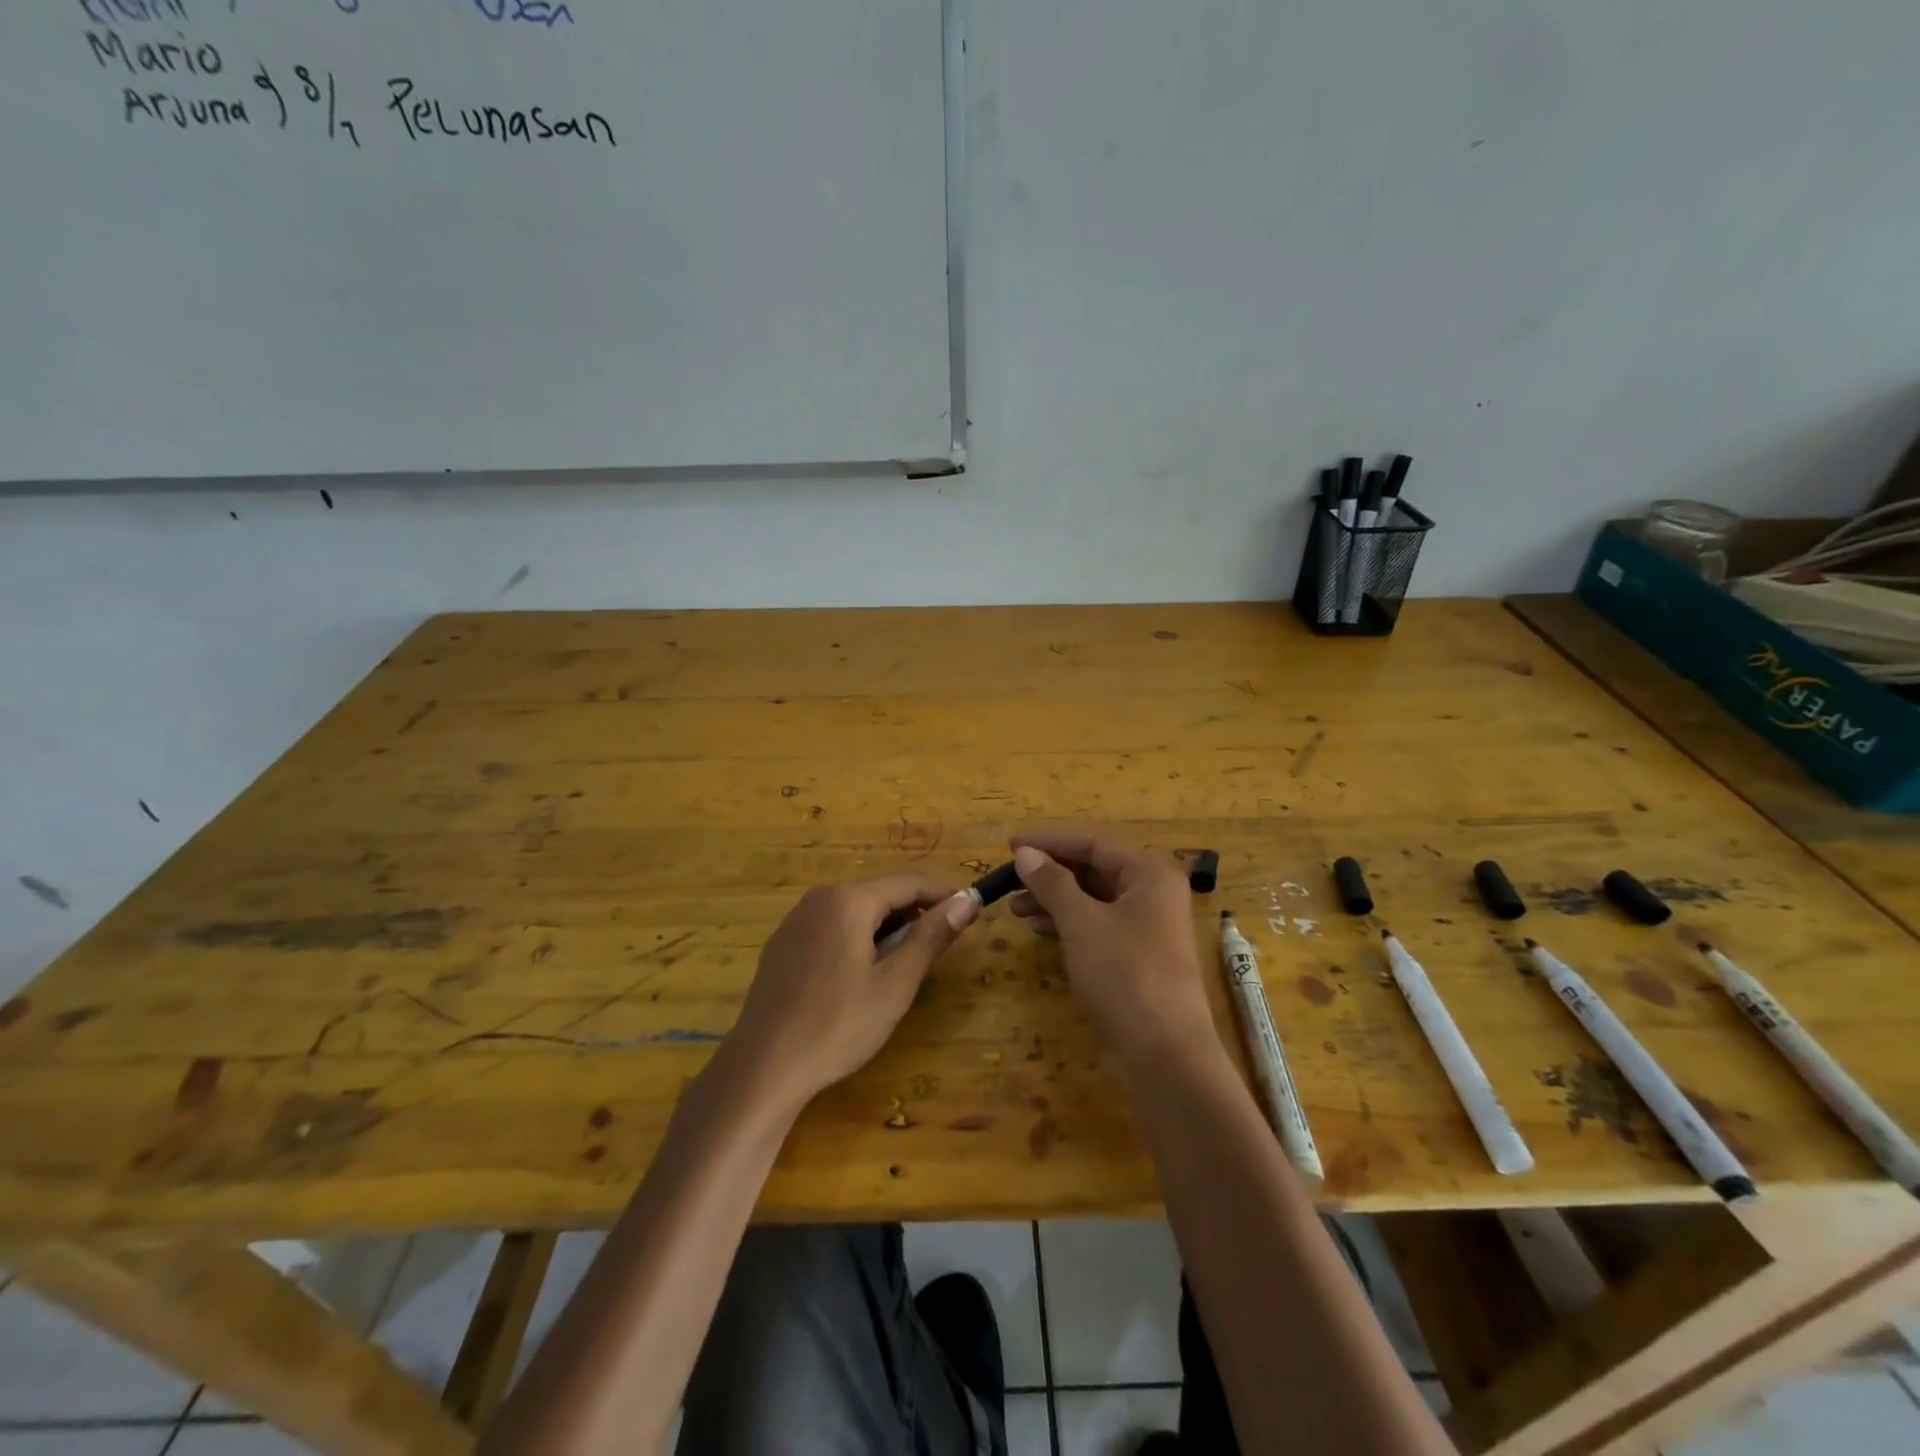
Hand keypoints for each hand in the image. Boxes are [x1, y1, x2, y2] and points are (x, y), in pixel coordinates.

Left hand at [721, 877, 978, 1109]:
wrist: (763, 1067)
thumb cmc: (838, 1025)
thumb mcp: (895, 984)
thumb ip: (932, 937)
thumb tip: (968, 901)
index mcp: (849, 899)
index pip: (908, 883)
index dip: (943, 896)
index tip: (970, 914)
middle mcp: (819, 898)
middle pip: (880, 894)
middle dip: (913, 915)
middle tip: (938, 950)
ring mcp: (795, 920)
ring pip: (855, 911)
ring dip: (885, 929)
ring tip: (902, 968)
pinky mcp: (782, 944)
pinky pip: (831, 927)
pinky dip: (856, 939)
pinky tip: (860, 977)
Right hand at [1009, 832, 1213, 1065]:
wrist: (1165, 1052)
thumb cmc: (1125, 973)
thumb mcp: (1081, 923)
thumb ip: (1052, 883)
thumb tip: (1025, 852)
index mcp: (1149, 873)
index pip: (1092, 844)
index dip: (1048, 843)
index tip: (1010, 845)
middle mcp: (1154, 893)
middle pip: (1093, 871)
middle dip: (1050, 875)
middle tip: (1009, 880)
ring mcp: (1149, 927)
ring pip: (1093, 901)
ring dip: (1054, 901)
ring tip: (1015, 908)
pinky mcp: (1140, 957)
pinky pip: (1098, 926)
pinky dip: (1069, 924)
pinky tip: (1039, 929)